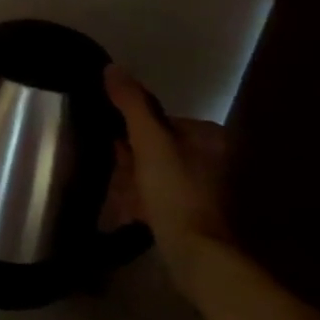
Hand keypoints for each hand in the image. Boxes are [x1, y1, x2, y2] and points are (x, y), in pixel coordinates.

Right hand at [101, 67, 230, 247]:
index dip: (132, 127)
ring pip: (156, 170)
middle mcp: (212, 157)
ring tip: (111, 184)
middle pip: (158, 145)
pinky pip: (159, 194)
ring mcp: (203, 187)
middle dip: (131, 153)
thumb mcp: (149, 141)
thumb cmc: (175, 191)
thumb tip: (111, 68)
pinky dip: (141, 197)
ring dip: (133, 176)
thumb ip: (131, 104)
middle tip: (108, 162)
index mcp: (208, 136)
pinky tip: (125, 207)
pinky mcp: (192, 212)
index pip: (161, 119)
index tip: (110, 138)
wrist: (195, 252)